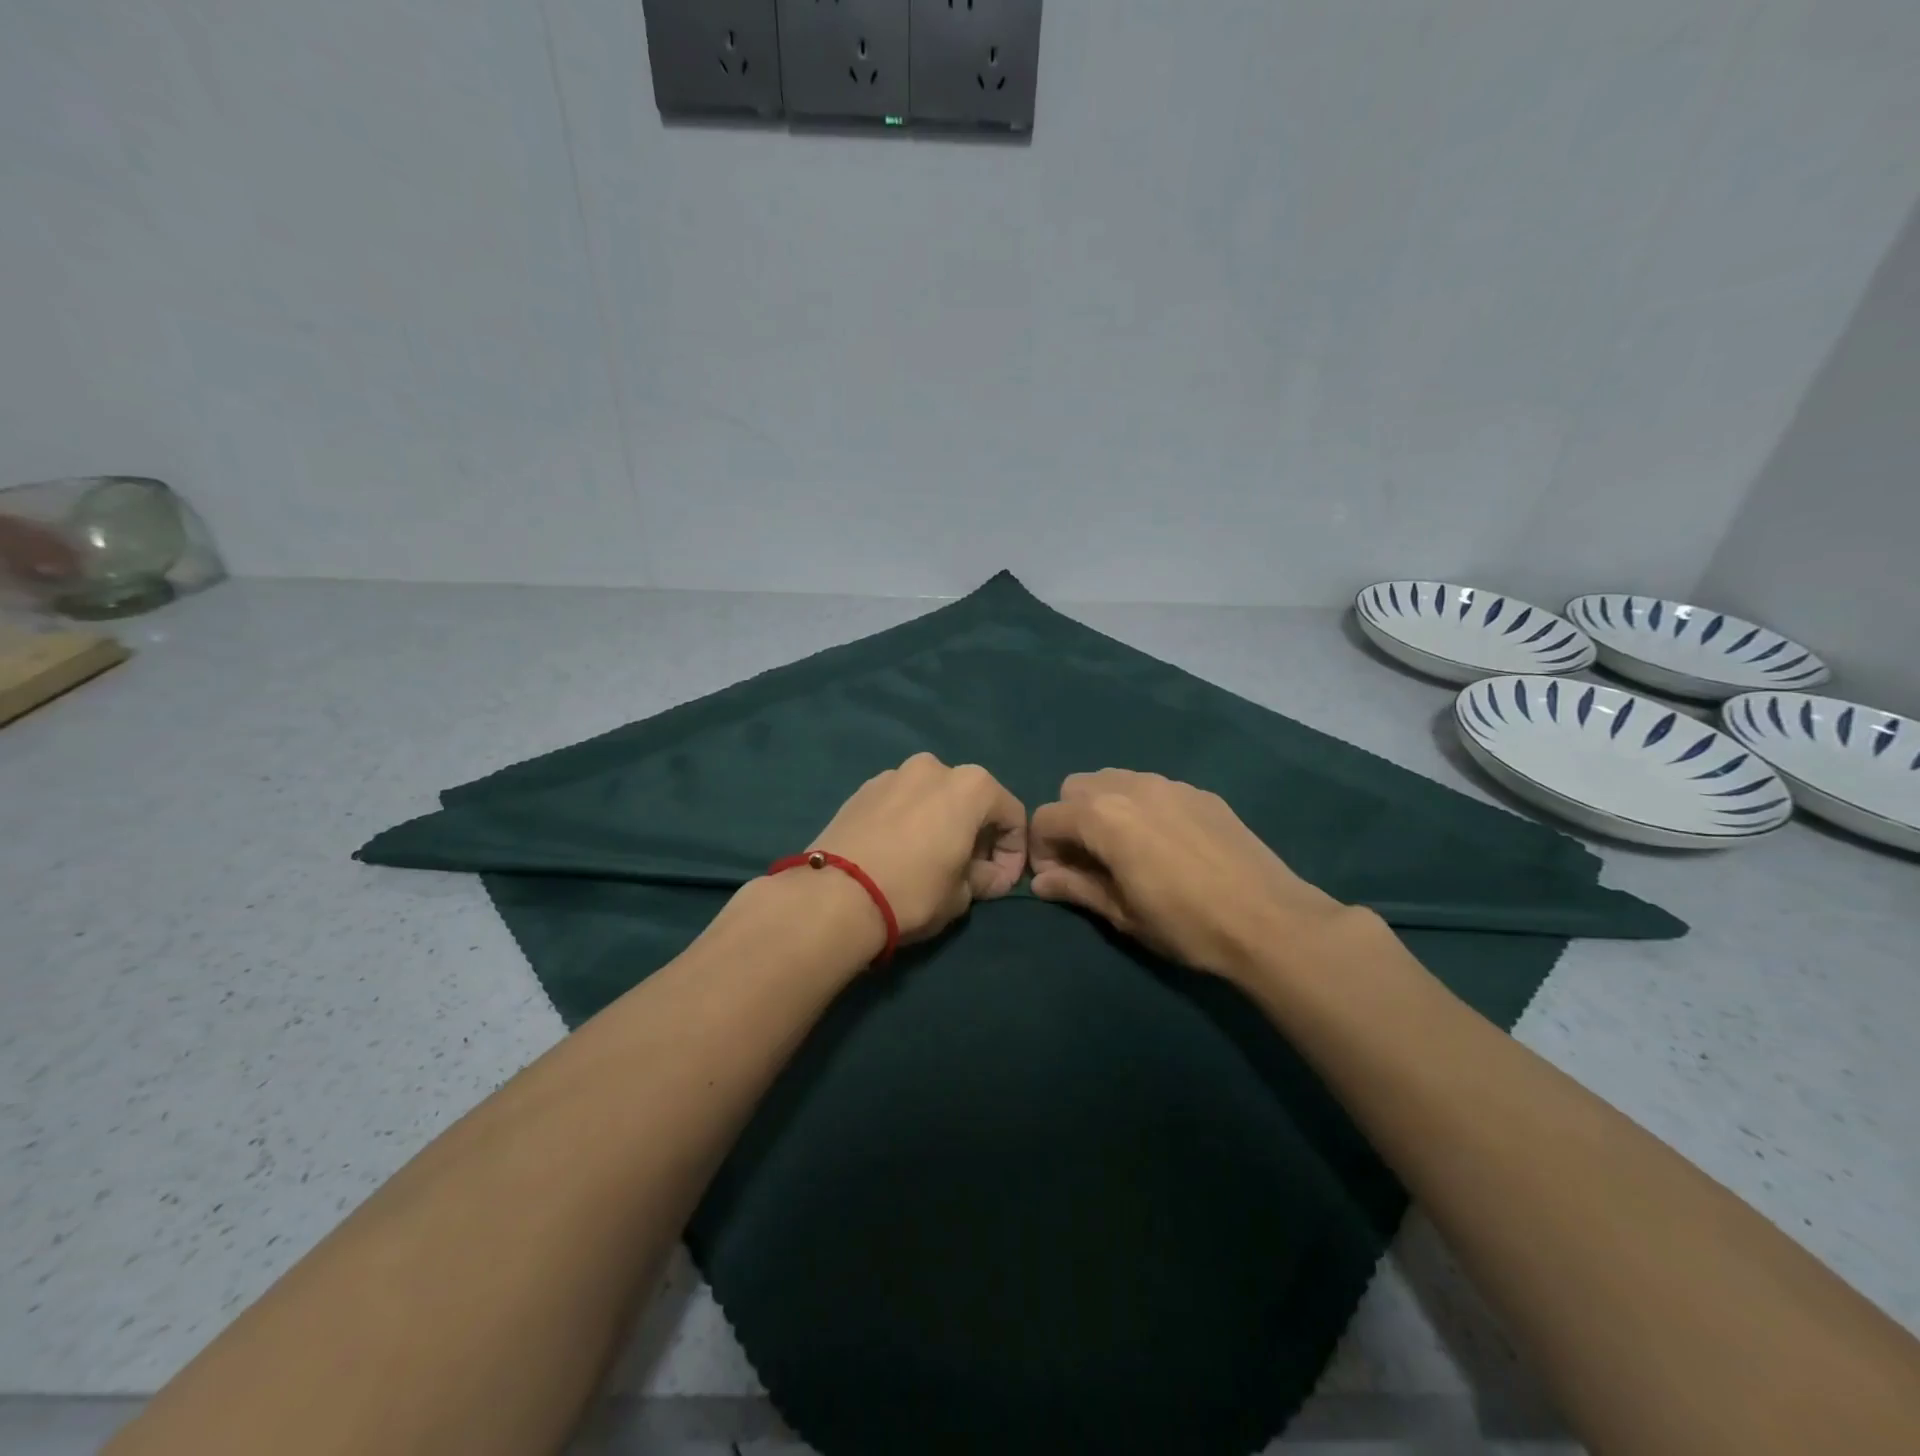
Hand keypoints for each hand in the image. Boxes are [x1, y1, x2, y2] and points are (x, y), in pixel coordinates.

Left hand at [805, 752, 1027, 948]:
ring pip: (932, 798)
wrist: (835, 895)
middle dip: (977, 835)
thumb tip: (986, 875)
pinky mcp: (861, 789)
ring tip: (929, 861)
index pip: (1012, 815)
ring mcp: (893, 774)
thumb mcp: (963, 895)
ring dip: (940, 824)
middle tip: (969, 872)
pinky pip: (900, 803)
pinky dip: (908, 822)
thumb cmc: (914, 891)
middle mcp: (934, 767)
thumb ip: (984, 878)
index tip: (1001, 884)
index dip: (1014, 853)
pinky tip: (897, 853)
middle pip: (970, 800)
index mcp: (971, 785)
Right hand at [1028, 769, 1347, 982]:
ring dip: (1104, 809)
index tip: (1059, 879)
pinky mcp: (1199, 792)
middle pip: (1075, 788)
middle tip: (1089, 861)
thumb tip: (1040, 881)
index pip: (1045, 817)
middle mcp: (1130, 786)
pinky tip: (1166, 846)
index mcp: (1102, 816)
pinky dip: (1141, 808)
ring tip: (1126, 850)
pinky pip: (1152, 789)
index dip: (1042, 849)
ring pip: (1114, 781)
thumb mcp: (1122, 913)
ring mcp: (1168, 784)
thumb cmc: (1186, 924)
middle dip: (1070, 820)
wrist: (1270, 921)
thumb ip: (1075, 888)